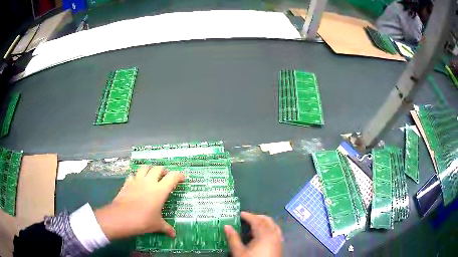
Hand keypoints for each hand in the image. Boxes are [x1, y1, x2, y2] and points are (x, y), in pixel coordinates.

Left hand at [94, 166, 183, 239]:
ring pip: (144, 168)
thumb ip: (167, 228)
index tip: (182, 178)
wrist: (122, 217)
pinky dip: (136, 177)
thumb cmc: (143, 220)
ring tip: (151, 176)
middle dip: (163, 171)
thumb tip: (174, 235)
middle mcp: (149, 182)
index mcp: (160, 190)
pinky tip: (137, 183)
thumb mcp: (157, 225)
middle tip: (166, 177)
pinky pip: (132, 175)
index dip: (179, 175)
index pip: (172, 177)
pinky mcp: (127, 183)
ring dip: (149, 169)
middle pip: (158, 168)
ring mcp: (136, 181)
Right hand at [224, 211, 282, 256]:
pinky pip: (276, 231)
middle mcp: (274, 234)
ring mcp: (279, 239)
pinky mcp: (280, 244)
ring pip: (273, 225)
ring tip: (253, 226)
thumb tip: (226, 226)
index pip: (256, 220)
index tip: (240, 214)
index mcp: (264, 234)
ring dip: (263, 222)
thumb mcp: (239, 252)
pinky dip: (269, 228)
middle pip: (267, 220)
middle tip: (246, 218)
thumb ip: (233, 238)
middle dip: (256, 217)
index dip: (248, 216)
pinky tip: (262, 235)